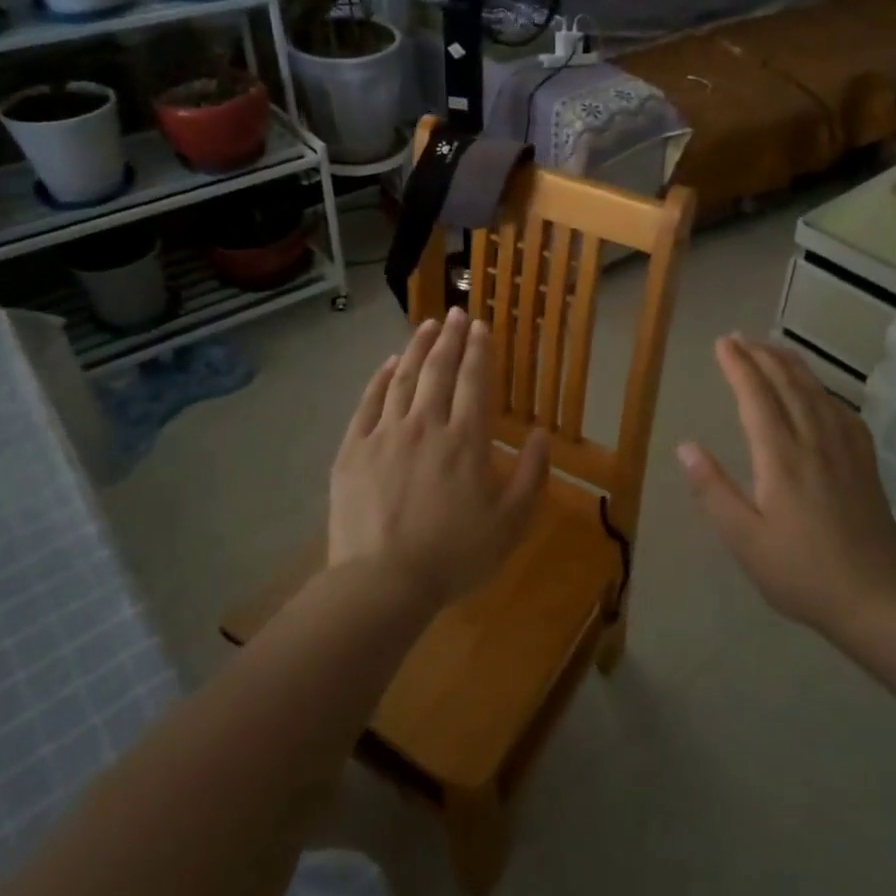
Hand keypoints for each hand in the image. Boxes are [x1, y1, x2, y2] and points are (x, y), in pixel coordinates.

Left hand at [330, 308, 549, 609]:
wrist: (382, 582)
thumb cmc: (453, 556)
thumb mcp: (510, 524)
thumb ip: (532, 476)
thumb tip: (542, 436)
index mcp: (465, 441)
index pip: (474, 382)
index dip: (479, 351)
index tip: (480, 327)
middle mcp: (426, 425)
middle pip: (439, 371)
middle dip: (450, 338)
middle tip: (455, 313)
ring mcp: (385, 434)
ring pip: (404, 378)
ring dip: (417, 348)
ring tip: (427, 325)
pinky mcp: (354, 449)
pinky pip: (369, 402)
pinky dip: (381, 378)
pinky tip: (389, 363)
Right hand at [678, 335, 895, 636]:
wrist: (876, 600)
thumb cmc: (801, 574)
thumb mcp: (745, 541)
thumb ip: (713, 491)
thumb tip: (685, 447)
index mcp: (781, 459)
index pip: (757, 398)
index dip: (739, 366)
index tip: (722, 343)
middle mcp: (815, 443)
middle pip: (788, 385)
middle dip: (761, 356)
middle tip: (739, 338)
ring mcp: (845, 451)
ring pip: (817, 393)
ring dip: (792, 365)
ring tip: (772, 348)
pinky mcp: (865, 464)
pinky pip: (843, 412)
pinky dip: (823, 391)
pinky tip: (818, 391)